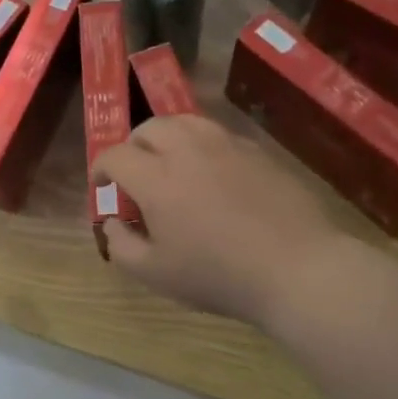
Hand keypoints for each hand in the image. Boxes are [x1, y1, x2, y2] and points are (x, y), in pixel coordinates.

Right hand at [94, 115, 347, 326]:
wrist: (297, 269)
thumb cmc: (219, 276)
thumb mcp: (155, 274)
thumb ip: (122, 245)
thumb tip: (114, 221)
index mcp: (156, 179)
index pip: (115, 155)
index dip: (100, 169)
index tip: (102, 187)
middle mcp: (188, 150)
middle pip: (149, 127)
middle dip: (134, 146)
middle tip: (137, 173)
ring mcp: (226, 146)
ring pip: (186, 122)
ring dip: (168, 138)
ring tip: (172, 164)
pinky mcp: (257, 151)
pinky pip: (218, 135)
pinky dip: (202, 146)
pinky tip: (212, 174)